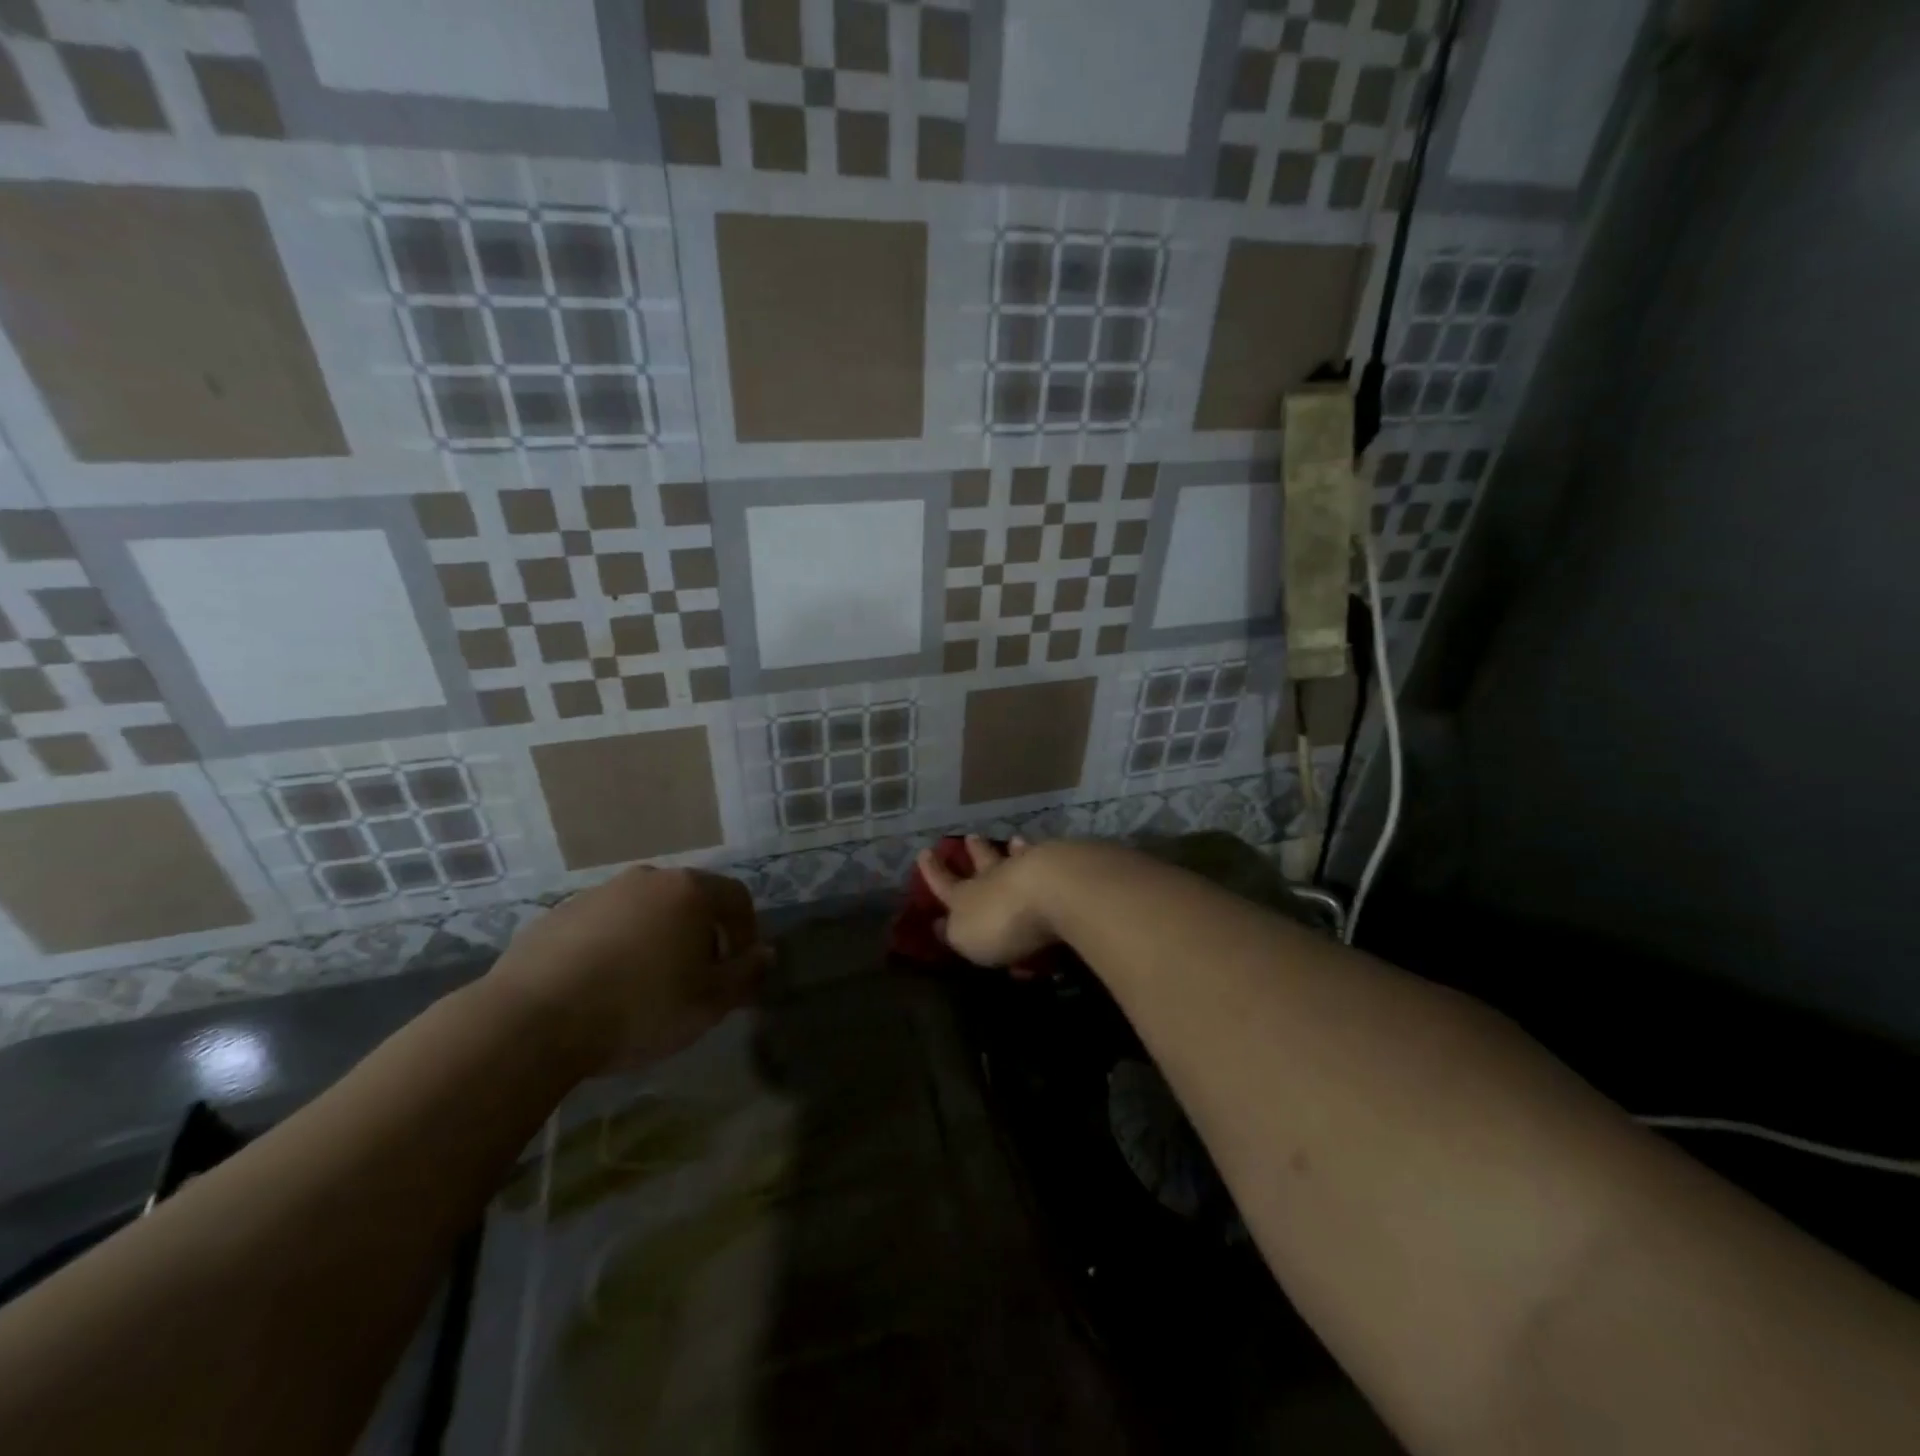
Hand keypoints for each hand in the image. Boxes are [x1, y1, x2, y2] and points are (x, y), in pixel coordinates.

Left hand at [484, 866, 769, 1069]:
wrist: (531, 1021)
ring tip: (646, 984)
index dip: (747, 932)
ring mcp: (599, 892)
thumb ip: (746, 974)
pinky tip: (602, 985)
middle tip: (696, 978)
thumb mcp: (708, 1003)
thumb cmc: (638, 1008)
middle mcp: (648, 879)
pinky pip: (605, 924)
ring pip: (646, 910)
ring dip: (657, 938)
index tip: (740, 969)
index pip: (737, 898)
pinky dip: (616, 945)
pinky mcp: (559, 913)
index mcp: (689, 891)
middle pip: (691, 899)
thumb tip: (767, 953)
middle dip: (702, 935)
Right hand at [916, 835, 1057, 972]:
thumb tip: (940, 925)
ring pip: (1017, 856)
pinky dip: (1046, 856)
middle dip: (975, 851)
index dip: (933, 871)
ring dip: (1013, 849)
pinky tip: (1053, 851)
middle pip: (983, 861)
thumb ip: (955, 932)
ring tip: (1013, 840)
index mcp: (966, 896)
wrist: (1052, 890)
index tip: (924, 851)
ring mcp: (1030, 868)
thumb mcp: (966, 937)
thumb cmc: (1002, 922)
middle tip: (971, 836)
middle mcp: (995, 876)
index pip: (944, 883)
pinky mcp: (1061, 867)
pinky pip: (1048, 861)